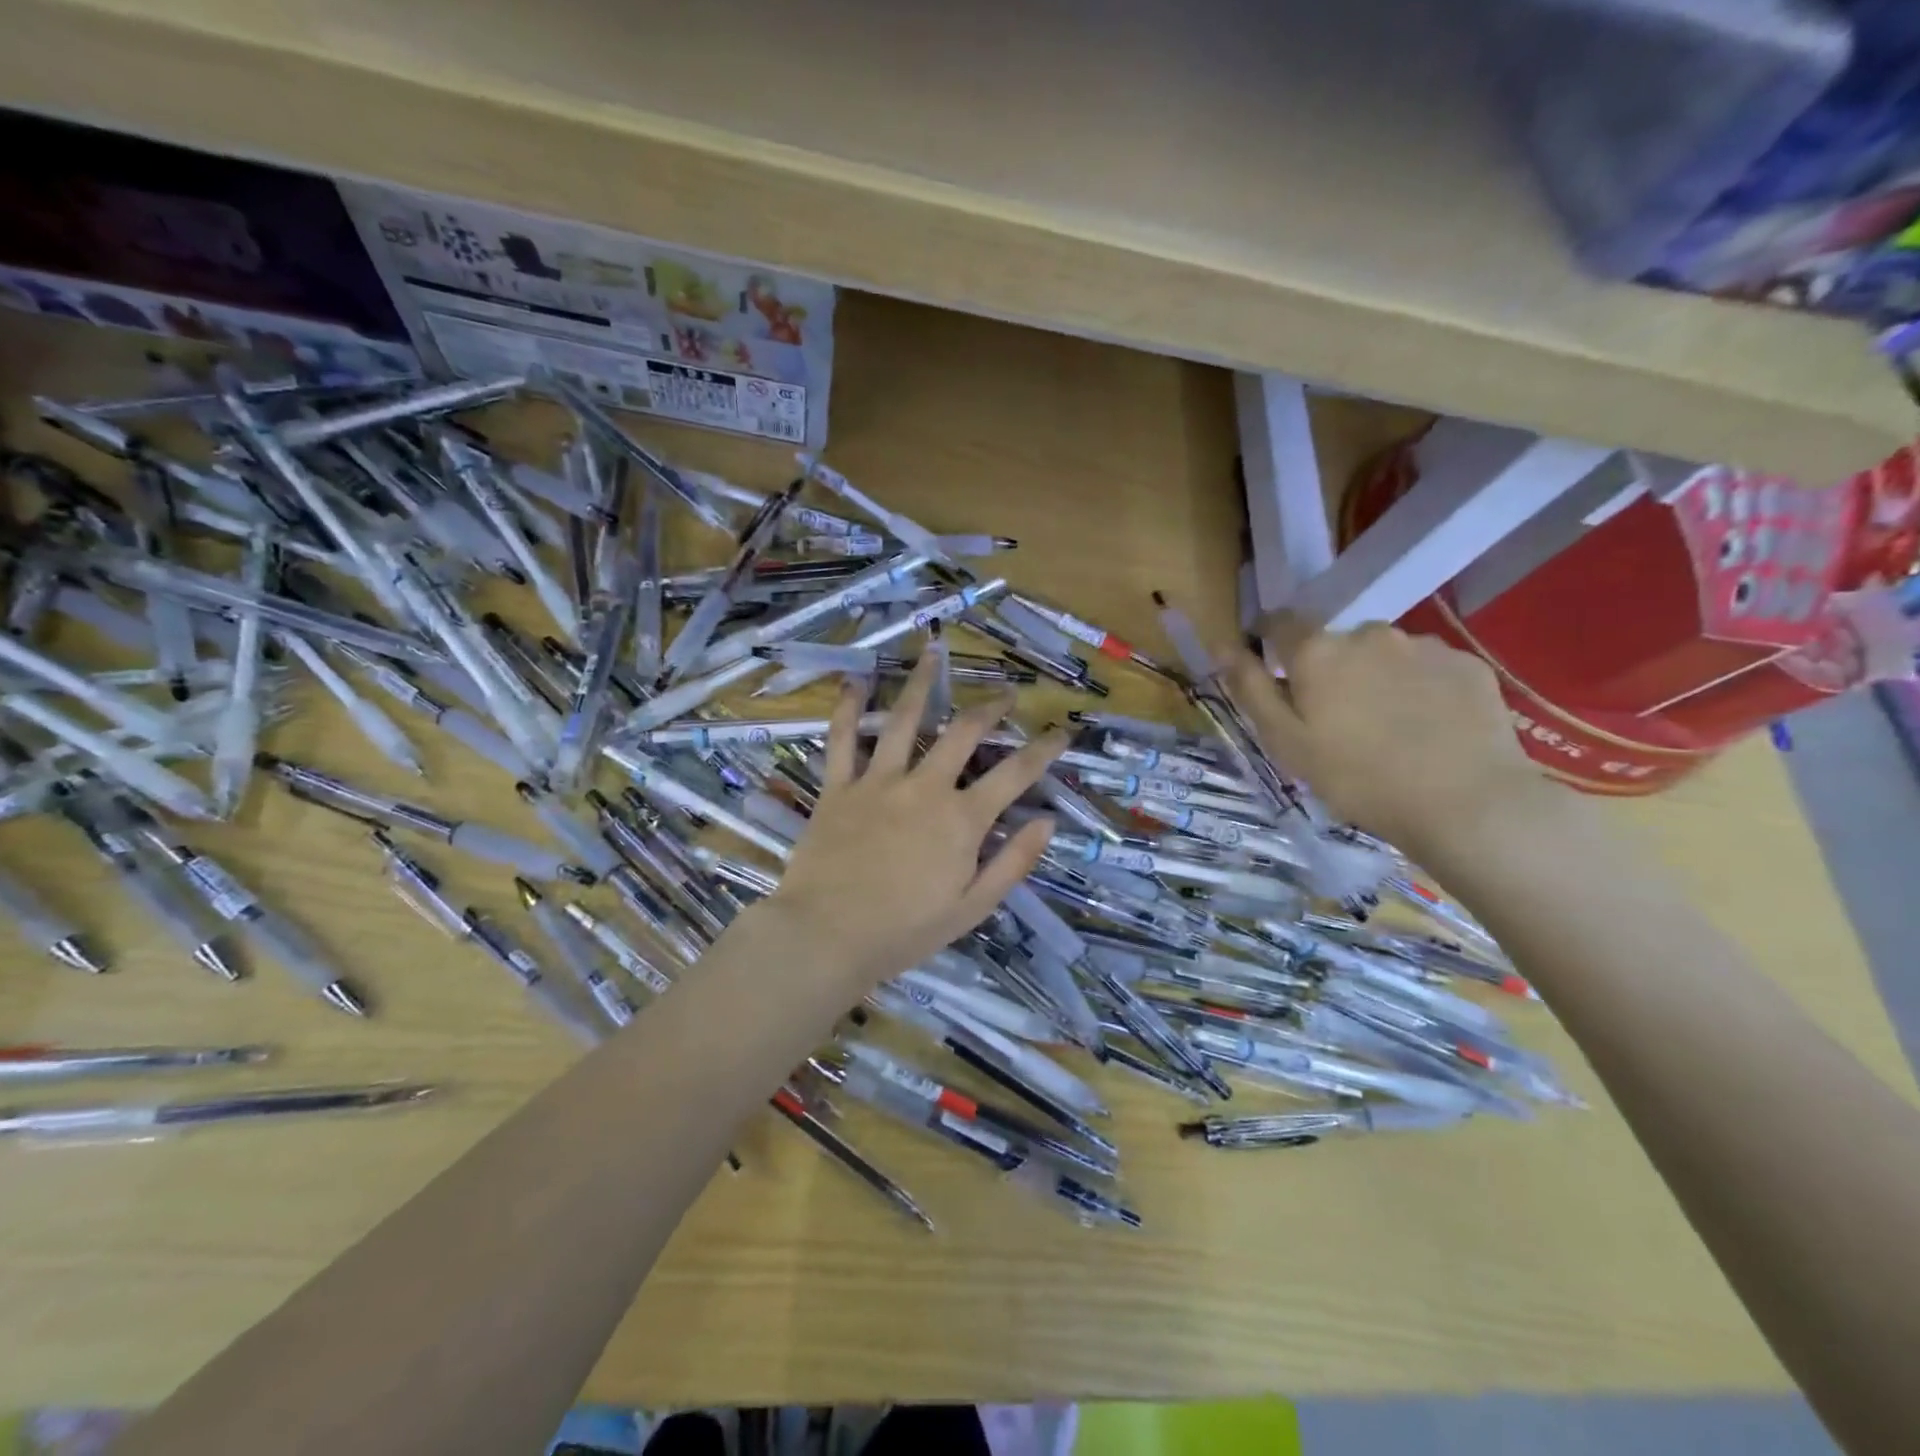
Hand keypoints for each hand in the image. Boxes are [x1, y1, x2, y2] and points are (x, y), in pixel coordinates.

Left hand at [763, 654, 1067, 994]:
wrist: (826, 937)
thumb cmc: (904, 931)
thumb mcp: (971, 908)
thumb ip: (1012, 863)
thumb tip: (1048, 821)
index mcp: (961, 820)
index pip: (1014, 775)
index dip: (1043, 750)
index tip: (1061, 732)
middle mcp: (924, 788)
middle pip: (963, 733)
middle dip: (990, 708)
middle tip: (1005, 694)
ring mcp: (878, 782)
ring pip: (903, 720)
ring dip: (921, 684)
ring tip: (935, 654)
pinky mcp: (838, 787)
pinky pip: (842, 740)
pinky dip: (848, 708)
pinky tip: (855, 680)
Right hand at [1225, 612, 1540, 853]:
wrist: (1466, 804)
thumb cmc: (1357, 778)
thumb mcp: (1285, 742)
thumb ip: (1250, 689)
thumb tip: (1223, 645)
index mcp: (1317, 651)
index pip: (1280, 622)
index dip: (1270, 640)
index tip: (1272, 669)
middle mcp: (1368, 633)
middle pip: (1335, 642)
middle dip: (1329, 669)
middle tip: (1335, 719)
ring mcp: (1423, 645)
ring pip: (1383, 655)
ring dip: (1375, 677)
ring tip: (1388, 728)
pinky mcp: (1467, 665)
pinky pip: (1428, 669)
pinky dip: (1419, 689)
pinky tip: (1428, 728)